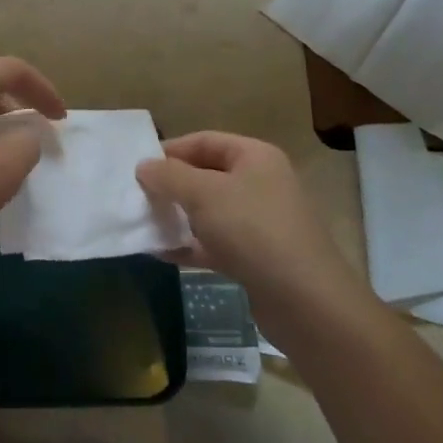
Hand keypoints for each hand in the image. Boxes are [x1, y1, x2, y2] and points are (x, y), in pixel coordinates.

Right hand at [137, 132, 371, 327]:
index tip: (138, 167)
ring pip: (209, 211)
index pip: (204, 141)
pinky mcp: (256, 257)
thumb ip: (168, 176)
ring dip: (178, 216)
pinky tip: (161, 253)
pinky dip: (190, 245)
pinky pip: (215, 242)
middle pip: (206, 175)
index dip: (170, 151)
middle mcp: (260, 183)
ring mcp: (260, 222)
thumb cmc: (252, 231)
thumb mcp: (203, 194)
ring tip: (144, 224)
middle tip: (137, 197)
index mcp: (254, 157)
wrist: (305, 301)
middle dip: (171, 186)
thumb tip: (144, 166)